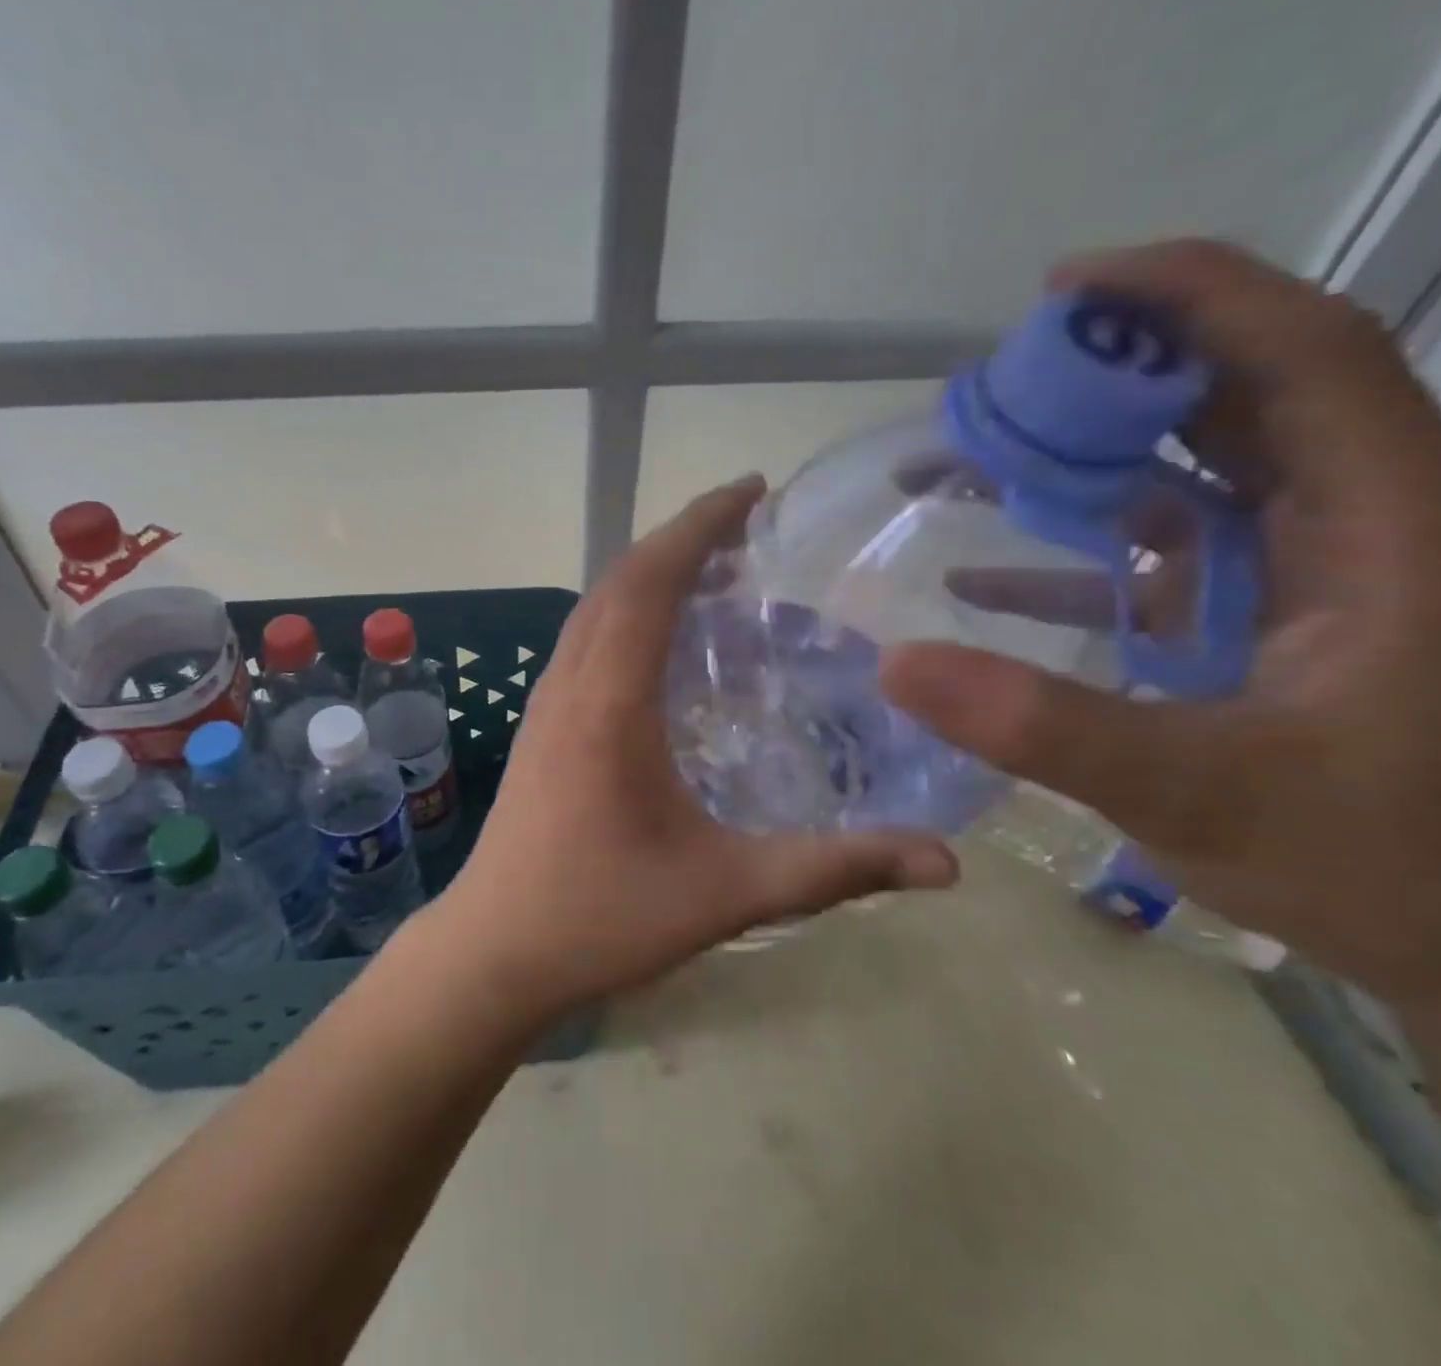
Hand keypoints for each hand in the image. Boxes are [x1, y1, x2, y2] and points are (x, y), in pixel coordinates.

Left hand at [427, 477, 957, 1025]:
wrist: (494, 949)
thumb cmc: (599, 917)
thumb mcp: (724, 894)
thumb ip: (833, 870)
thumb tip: (945, 865)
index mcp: (608, 701)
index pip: (650, 582)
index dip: (698, 525)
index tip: (750, 491)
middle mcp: (569, 684)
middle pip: (618, 581)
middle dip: (680, 539)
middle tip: (748, 526)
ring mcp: (544, 703)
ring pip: (594, 608)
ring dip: (648, 573)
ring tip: (714, 570)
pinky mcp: (539, 725)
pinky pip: (583, 640)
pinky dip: (625, 612)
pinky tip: (662, 642)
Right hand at [881, 239, 1440, 1012]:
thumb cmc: (1382, 865)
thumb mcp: (1201, 793)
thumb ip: (1048, 727)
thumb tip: (896, 664)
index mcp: (1389, 532)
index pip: (1306, 356)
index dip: (1193, 295)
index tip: (1064, 286)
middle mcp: (1354, 527)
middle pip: (1236, 397)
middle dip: (1110, 376)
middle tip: (988, 391)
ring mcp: (1303, 574)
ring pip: (1190, 470)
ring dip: (1079, 459)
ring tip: (966, 464)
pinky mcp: (1258, 620)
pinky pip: (1157, 552)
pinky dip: (1072, 550)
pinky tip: (979, 579)